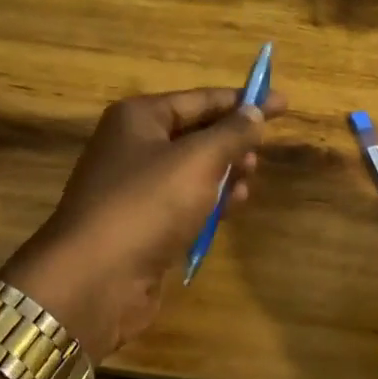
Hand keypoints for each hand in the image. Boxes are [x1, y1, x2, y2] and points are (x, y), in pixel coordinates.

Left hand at [0, 86, 286, 360]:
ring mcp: (135, 188)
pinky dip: (210, 202)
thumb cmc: (147, 204)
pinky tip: (233, 208)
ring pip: (193, 170)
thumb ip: (232, 134)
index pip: (201, 99)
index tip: (282, 103)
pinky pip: (184, 202)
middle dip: (232, 141)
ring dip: (225, 173)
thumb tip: (255, 111)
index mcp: (139, 118)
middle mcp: (133, 146)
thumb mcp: (198, 160)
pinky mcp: (142, 224)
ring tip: (250, 180)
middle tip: (261, 154)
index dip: (244, 100)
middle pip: (196, 133)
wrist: (95, 279)